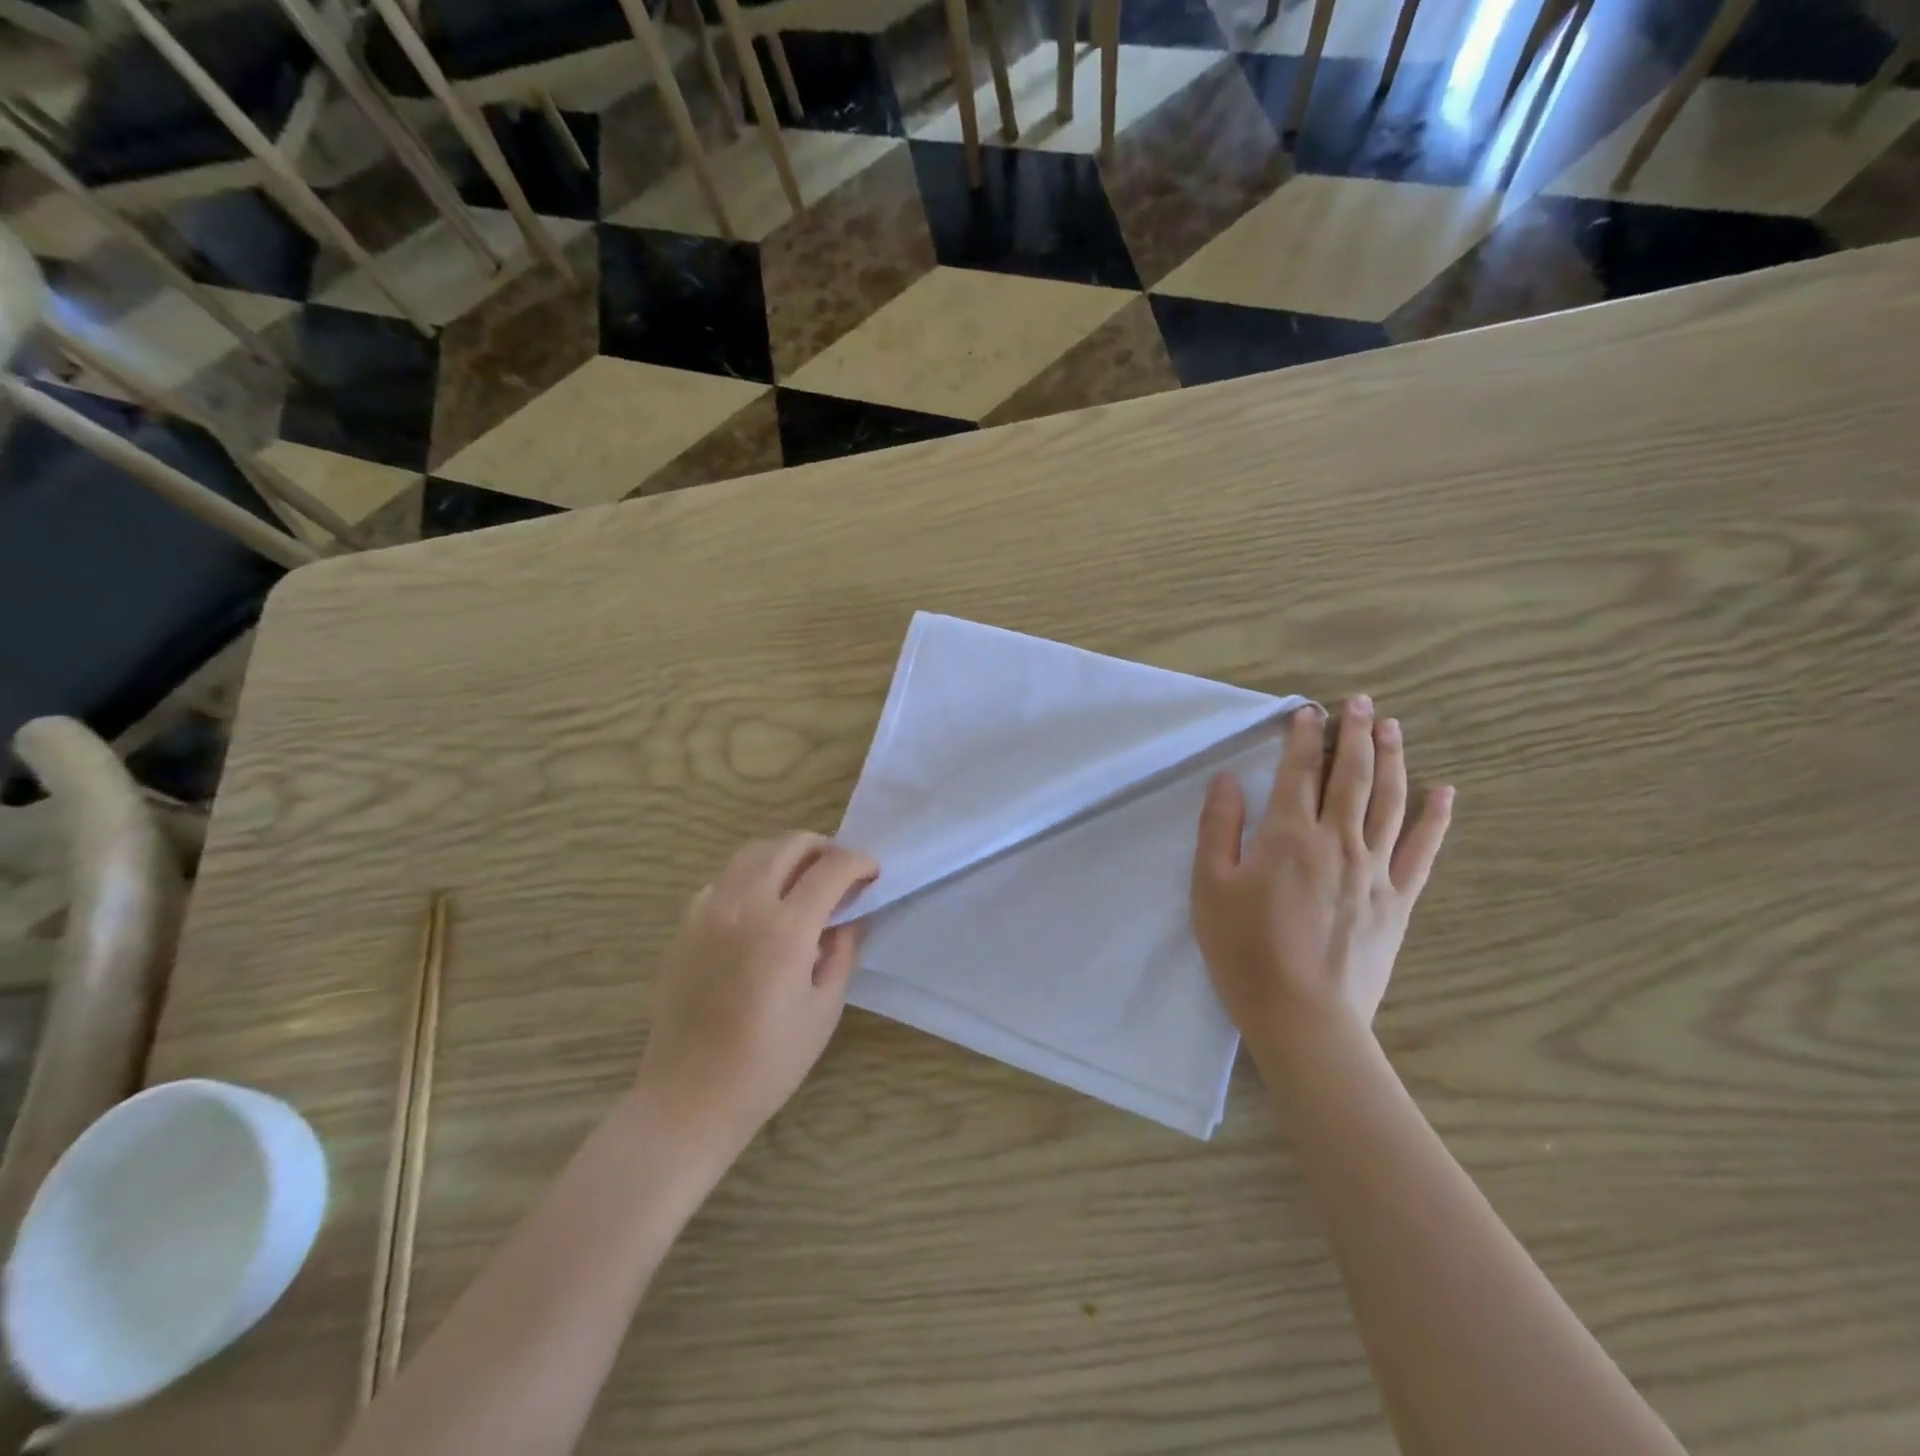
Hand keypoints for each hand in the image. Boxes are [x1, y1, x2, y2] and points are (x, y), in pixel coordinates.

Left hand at [637, 833, 877, 1157]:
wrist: (689, 1096)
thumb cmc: (768, 1063)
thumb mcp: (824, 1009)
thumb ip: (842, 951)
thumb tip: (850, 915)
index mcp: (785, 930)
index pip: (831, 869)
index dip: (859, 862)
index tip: (872, 873)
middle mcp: (744, 906)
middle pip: (789, 844)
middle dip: (824, 848)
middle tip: (841, 871)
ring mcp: (707, 910)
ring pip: (752, 852)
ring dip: (786, 854)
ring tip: (803, 879)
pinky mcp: (684, 924)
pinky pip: (722, 879)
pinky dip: (750, 877)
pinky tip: (760, 907)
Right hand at [1192, 698, 1452, 1070]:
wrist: (1303, 1017)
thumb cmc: (1245, 950)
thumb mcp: (1210, 887)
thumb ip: (1219, 828)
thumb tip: (1226, 779)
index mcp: (1288, 836)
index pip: (1298, 772)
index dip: (1302, 737)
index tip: (1308, 710)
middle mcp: (1337, 840)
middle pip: (1351, 776)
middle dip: (1355, 734)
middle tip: (1361, 702)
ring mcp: (1375, 869)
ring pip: (1389, 801)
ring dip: (1393, 759)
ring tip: (1394, 727)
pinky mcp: (1398, 899)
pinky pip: (1422, 850)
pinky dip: (1435, 818)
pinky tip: (1444, 792)